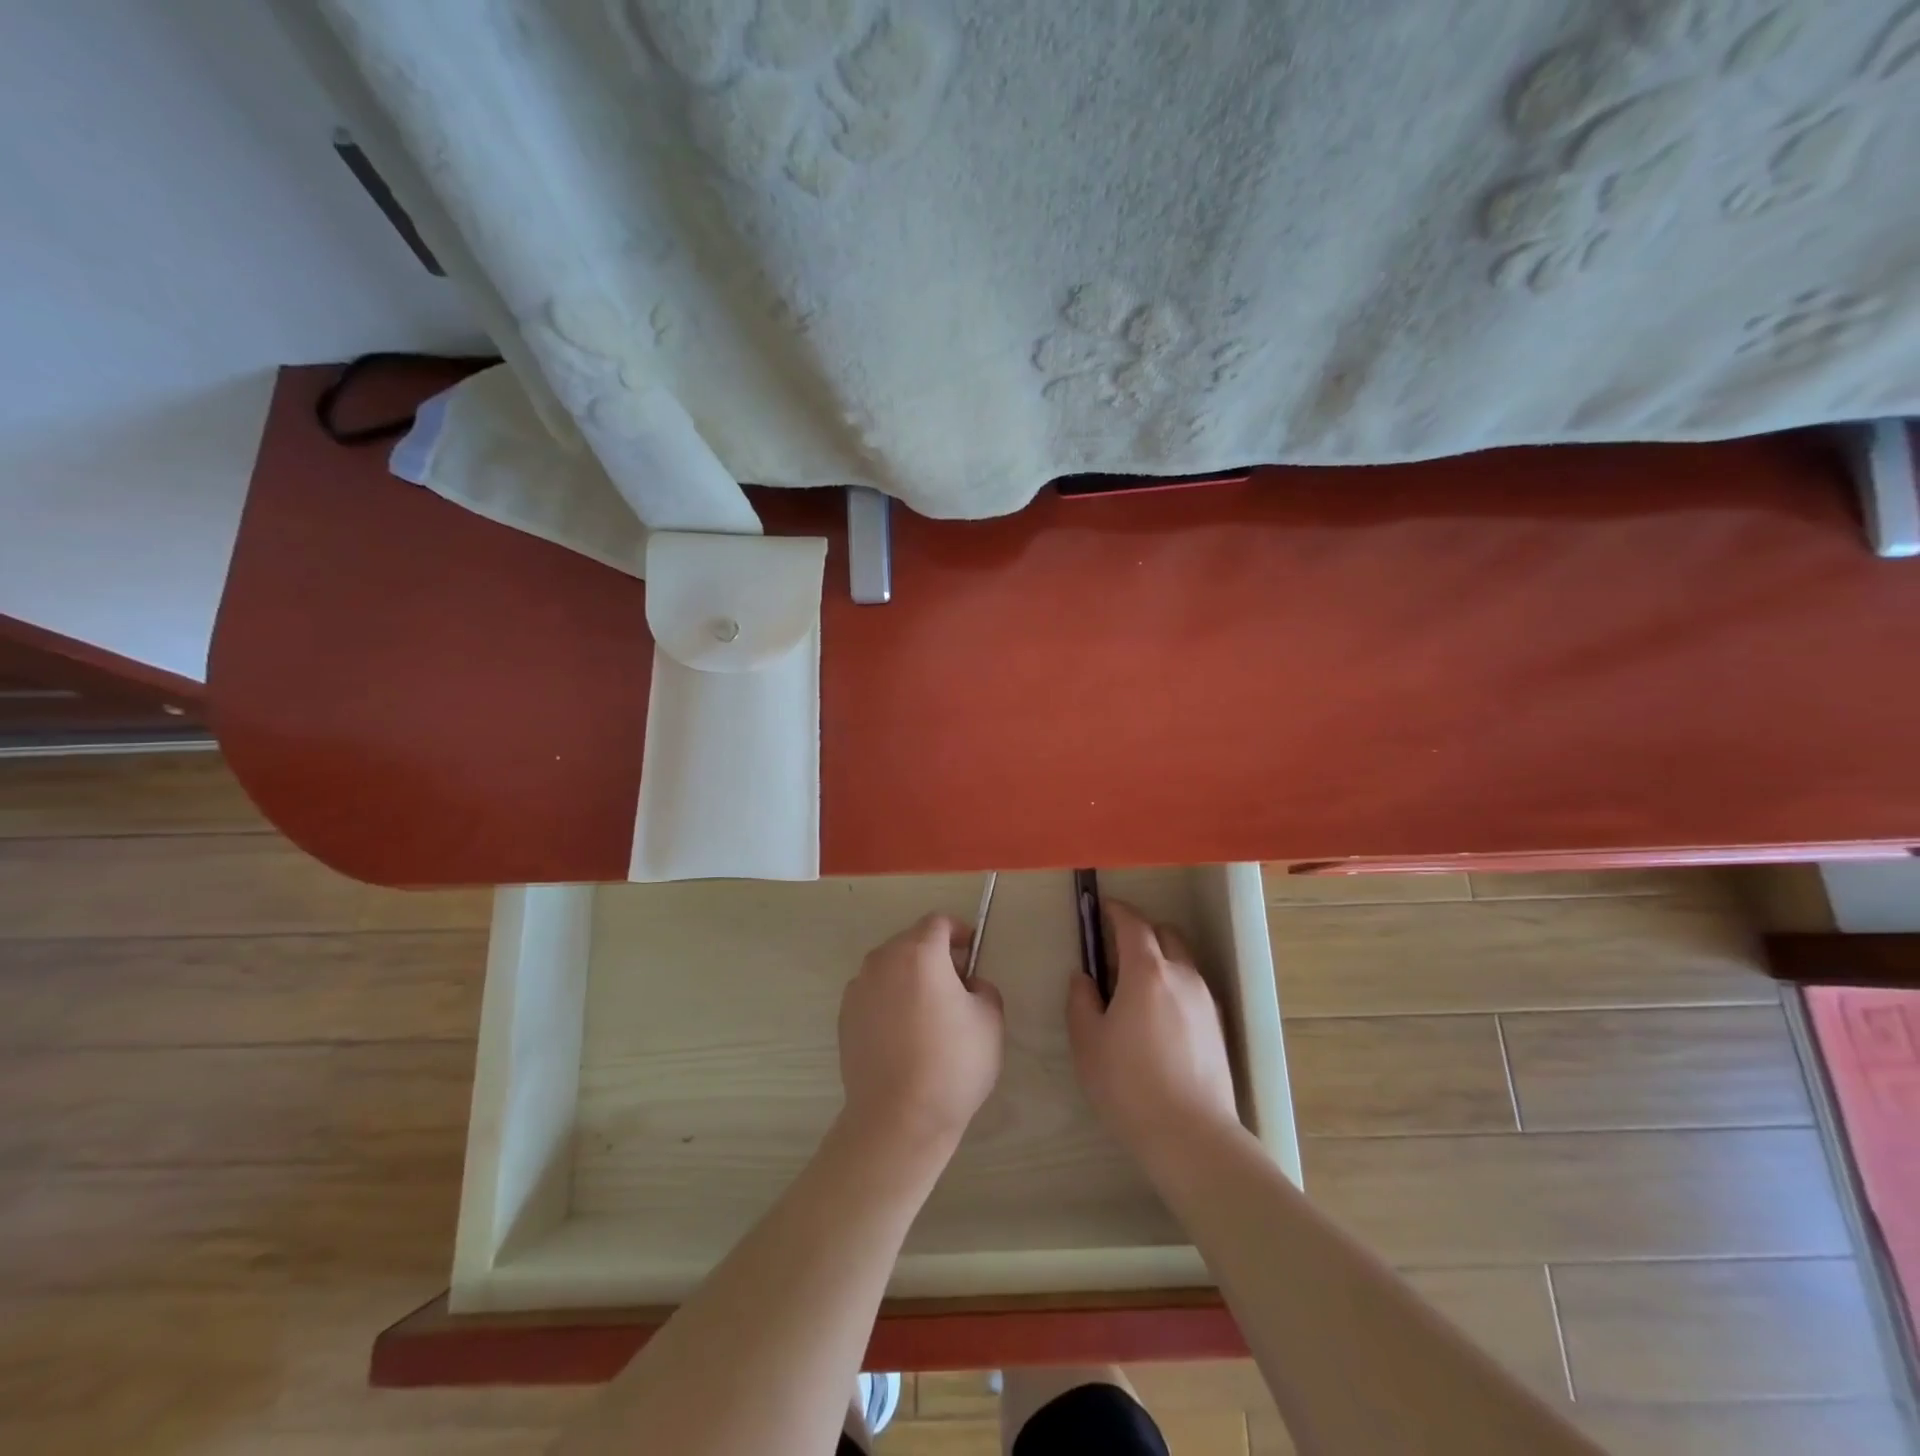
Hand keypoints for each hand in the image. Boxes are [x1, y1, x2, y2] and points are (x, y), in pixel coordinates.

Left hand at [839, 914, 1003, 1147]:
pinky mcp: (845, 1016)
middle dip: (934, 954)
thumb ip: (983, 988)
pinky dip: (889, 999)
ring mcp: (858, 988)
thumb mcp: (990, 1021)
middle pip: (911, 941)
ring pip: (890, 967)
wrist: (897, 1118)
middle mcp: (883, 960)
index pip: (938, 922)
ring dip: (910, 976)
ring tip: (928, 1012)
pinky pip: (873, 992)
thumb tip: (967, 986)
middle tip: (956, 984)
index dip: (959, 931)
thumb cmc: (952, 1064)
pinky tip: (903, 1033)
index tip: (971, 952)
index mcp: (919, 952)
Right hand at [1067, 900, 1240, 1160]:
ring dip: (1160, 959)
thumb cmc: (1129, 1085)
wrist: (1192, 1136)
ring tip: (1137, 989)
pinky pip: (1193, 988)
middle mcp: (1182, 975)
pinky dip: (1175, 985)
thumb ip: (1081, 1000)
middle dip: (1140, 933)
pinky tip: (1160, 1018)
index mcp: (1147, 971)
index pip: (1133, 924)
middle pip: (1164, 934)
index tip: (1100, 909)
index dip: (1115, 911)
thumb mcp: (1088, 1042)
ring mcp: (1205, 1000)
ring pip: (1182, 961)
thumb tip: (1085, 978)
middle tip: (1115, 954)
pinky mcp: (1218, 1026)